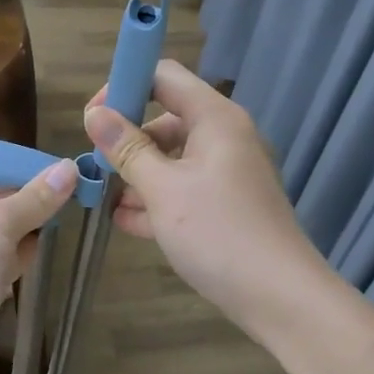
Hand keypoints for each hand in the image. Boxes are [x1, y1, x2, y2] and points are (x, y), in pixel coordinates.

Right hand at [84, 60, 325, 331]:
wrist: (279, 297)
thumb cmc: (218, 233)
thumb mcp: (163, 190)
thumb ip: (127, 149)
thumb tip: (95, 114)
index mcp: (215, 118)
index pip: (163, 76)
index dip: (124, 86)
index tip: (94, 118)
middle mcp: (224, 137)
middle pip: (165, 119)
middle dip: (128, 140)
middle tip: (96, 167)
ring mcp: (227, 173)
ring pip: (172, 159)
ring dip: (138, 175)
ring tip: (103, 199)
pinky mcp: (226, 205)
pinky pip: (184, 188)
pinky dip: (157, 199)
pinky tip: (126, 221)